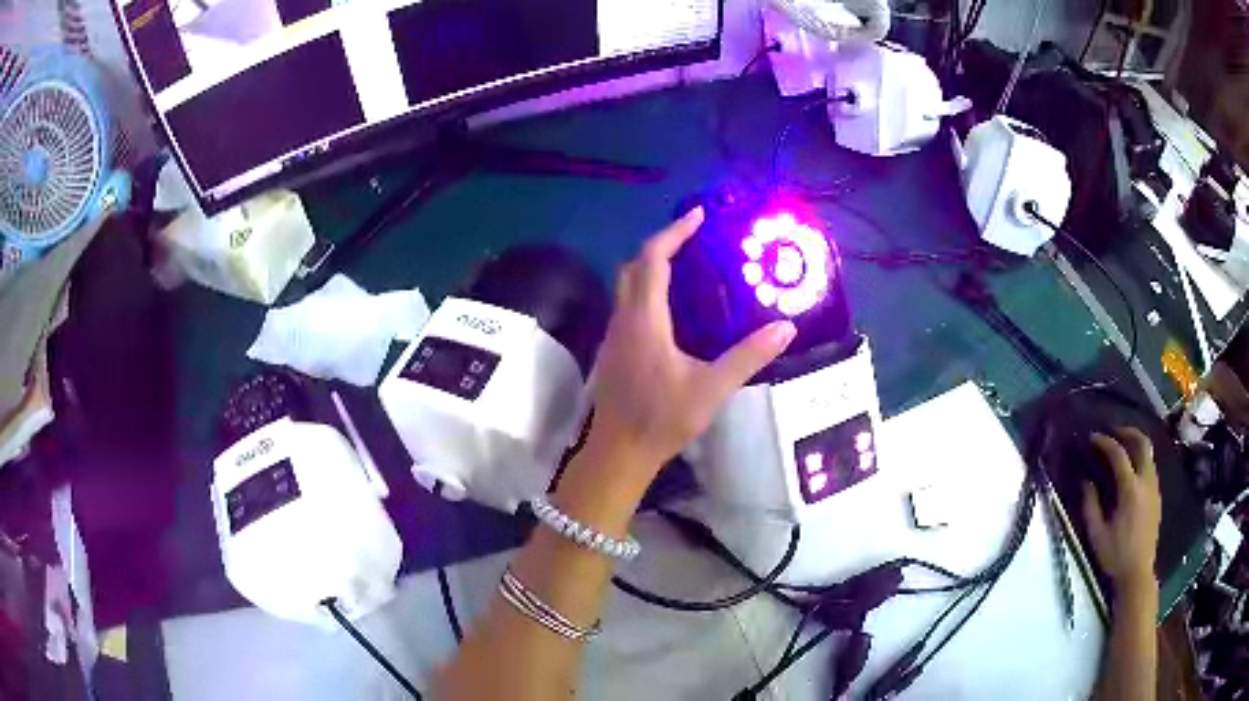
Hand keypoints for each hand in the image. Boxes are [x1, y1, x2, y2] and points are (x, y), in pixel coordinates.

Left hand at [588, 207, 796, 477]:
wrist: (619, 453)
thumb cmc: (661, 419)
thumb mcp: (711, 389)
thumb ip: (748, 357)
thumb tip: (786, 328)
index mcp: (644, 319)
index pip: (653, 259)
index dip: (674, 232)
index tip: (699, 216)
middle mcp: (623, 318)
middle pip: (635, 266)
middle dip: (662, 244)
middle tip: (696, 239)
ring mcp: (614, 334)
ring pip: (627, 285)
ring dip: (652, 267)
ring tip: (690, 267)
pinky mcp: (614, 349)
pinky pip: (628, 304)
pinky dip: (648, 290)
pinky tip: (674, 308)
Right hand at [1082, 427, 1161, 595]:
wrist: (1137, 573)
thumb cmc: (1115, 556)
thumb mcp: (1097, 535)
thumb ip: (1091, 506)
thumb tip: (1086, 482)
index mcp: (1130, 490)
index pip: (1118, 454)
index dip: (1105, 443)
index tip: (1092, 438)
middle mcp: (1146, 481)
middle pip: (1142, 442)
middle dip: (1127, 432)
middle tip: (1113, 432)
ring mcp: (1154, 487)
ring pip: (1149, 453)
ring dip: (1135, 444)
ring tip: (1122, 448)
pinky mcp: (1157, 496)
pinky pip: (1151, 467)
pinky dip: (1141, 459)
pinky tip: (1131, 471)